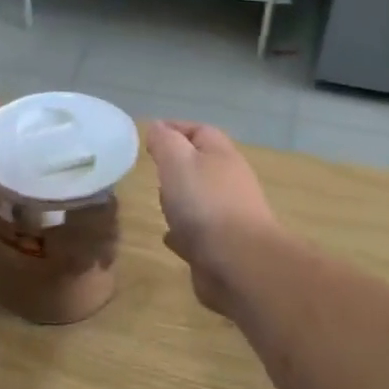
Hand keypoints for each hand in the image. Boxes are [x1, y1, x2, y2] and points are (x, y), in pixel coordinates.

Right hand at [145, 120, 277, 315]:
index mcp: (221, 156)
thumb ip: (165, 142)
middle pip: (202, 165)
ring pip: (201, 199)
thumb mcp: (177, 162)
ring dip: (181, 199)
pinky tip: (169, 237)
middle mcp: (229, 183)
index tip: (150, 134)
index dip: (175, 128)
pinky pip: (199, 232)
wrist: (238, 261)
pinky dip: (184, 230)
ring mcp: (228, 216)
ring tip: (159, 203)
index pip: (200, 131)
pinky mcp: (222, 246)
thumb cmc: (204, 204)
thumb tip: (158, 126)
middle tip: (152, 169)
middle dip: (177, 165)